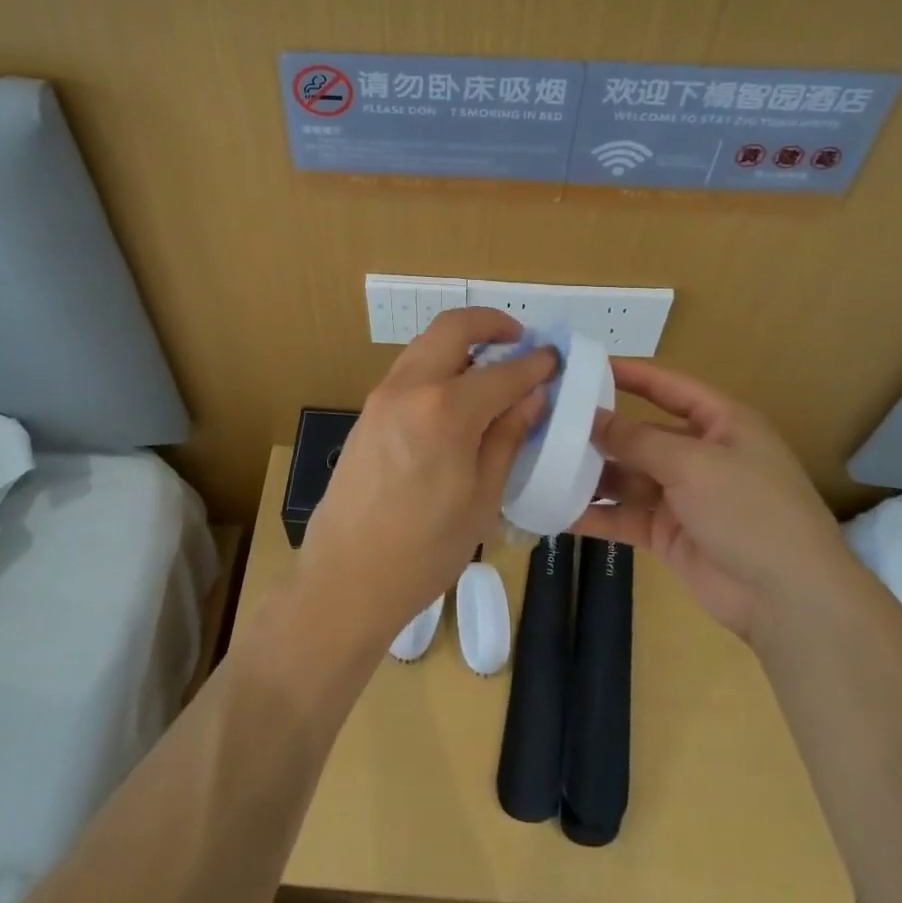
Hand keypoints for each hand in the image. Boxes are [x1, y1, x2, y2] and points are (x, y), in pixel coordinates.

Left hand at [296, 308, 556, 651]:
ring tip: (492, 370)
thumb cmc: (425, 549)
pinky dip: (438, 366)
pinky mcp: (367, 412)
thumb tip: (532, 397)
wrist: (346, 577)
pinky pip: (409, 371)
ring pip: (426, 345)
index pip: (502, 371)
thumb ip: (507, 437)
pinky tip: (457, 397)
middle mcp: (409, 388)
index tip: (555, 359)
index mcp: (445, 410)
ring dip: (461, 344)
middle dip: (491, 324)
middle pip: (452, 328)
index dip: (535, 363)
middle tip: (519, 342)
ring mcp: (381, 396)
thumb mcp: (482, 497)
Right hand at [573, 361, 850, 641]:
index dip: (628, 373)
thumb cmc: (750, 510)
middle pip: (640, 433)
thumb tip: (589, 416)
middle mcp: (699, 454)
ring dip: (589, 473)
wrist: (788, 599)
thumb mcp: (693, 463)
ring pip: (626, 476)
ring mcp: (683, 496)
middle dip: (597, 430)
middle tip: (545, 421)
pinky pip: (623, 516)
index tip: (581, 366)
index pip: (667, 385)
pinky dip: (594, 515)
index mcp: (720, 423)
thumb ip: (636, 439)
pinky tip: (555, 511)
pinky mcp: (667, 532)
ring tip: (540, 464)